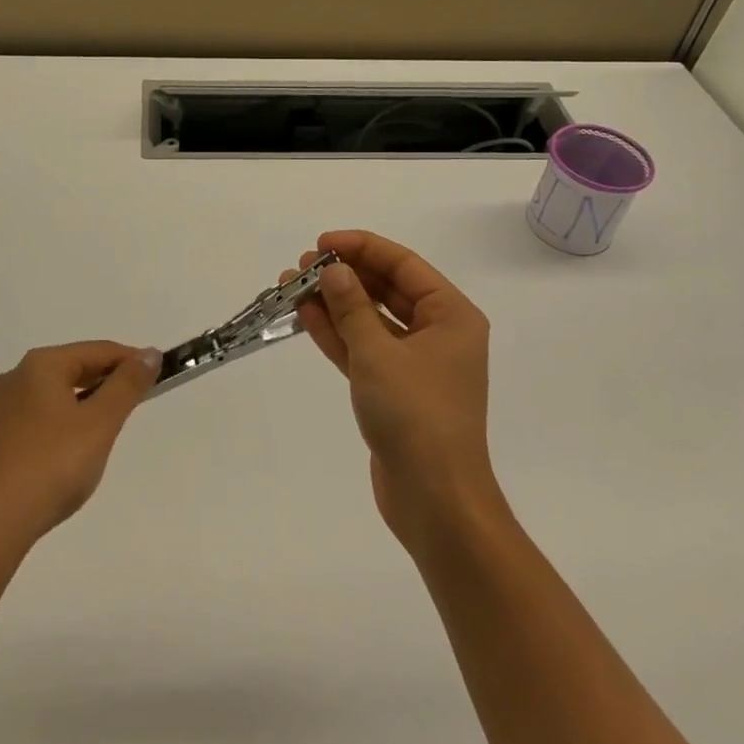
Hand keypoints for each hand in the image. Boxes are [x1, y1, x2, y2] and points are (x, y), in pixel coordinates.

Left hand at [0, 341, 160, 563]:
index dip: (130, 360)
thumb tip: (148, 354)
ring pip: (38, 403)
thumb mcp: (100, 426)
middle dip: (98, 386)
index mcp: (40, 367)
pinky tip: (42, 465)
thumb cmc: (49, 469)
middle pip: (65, 373)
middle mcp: (8, 381)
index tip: (155, 375)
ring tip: (87, 443)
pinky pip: (14, 433)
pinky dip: (37, 438)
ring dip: (67, 412)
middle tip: (126, 409)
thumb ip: (127, 386)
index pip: (96, 351)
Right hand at [290, 231, 499, 546]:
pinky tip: (305, 315)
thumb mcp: (378, 353)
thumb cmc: (416, 416)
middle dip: (344, 275)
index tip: (321, 243)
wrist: (435, 500)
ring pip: (370, 319)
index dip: (361, 247)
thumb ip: (352, 307)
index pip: (403, 265)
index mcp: (451, 315)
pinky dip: (337, 333)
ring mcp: (415, 363)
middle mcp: (438, 333)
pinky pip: (363, 348)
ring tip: (292, 286)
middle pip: (386, 289)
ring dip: (334, 303)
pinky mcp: (394, 389)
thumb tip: (333, 270)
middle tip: (301, 267)